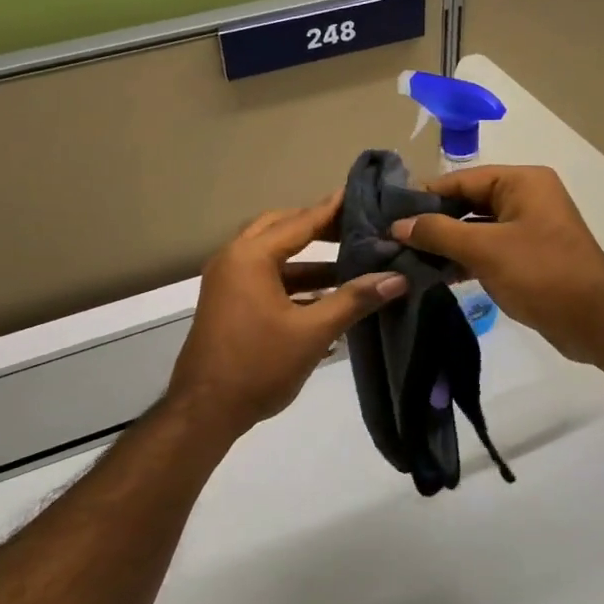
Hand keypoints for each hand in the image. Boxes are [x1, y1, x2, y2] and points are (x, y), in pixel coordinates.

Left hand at [168, 192, 407, 437]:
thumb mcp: (312, 332)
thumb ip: (354, 300)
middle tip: (356, 227)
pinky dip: (294, 281)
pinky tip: (325, 296)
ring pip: (273, 256)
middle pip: (282, 230)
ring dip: (308, 259)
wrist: (205, 410)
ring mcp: (227, 281)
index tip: (360, 193)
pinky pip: (265, 278)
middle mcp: (233, 259)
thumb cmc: (258, 365)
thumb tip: (397, 278)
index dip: (332, 209)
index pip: (300, 222)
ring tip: (350, 262)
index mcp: (250, 257)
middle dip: (319, 228)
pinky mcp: (229, 303)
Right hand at [391, 165, 603, 362]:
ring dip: (446, 244)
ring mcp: (528, 228)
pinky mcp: (528, 256)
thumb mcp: (485, 249)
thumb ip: (439, 233)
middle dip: (433, 222)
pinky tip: (436, 274)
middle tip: (393, 239)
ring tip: (407, 258)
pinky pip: (488, 249)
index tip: (389, 215)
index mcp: (522, 182)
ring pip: (476, 229)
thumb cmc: (541, 273)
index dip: (425, 196)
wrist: (594, 320)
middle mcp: (526, 197)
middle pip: (468, 202)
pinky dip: (464, 259)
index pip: (462, 180)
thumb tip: (398, 225)